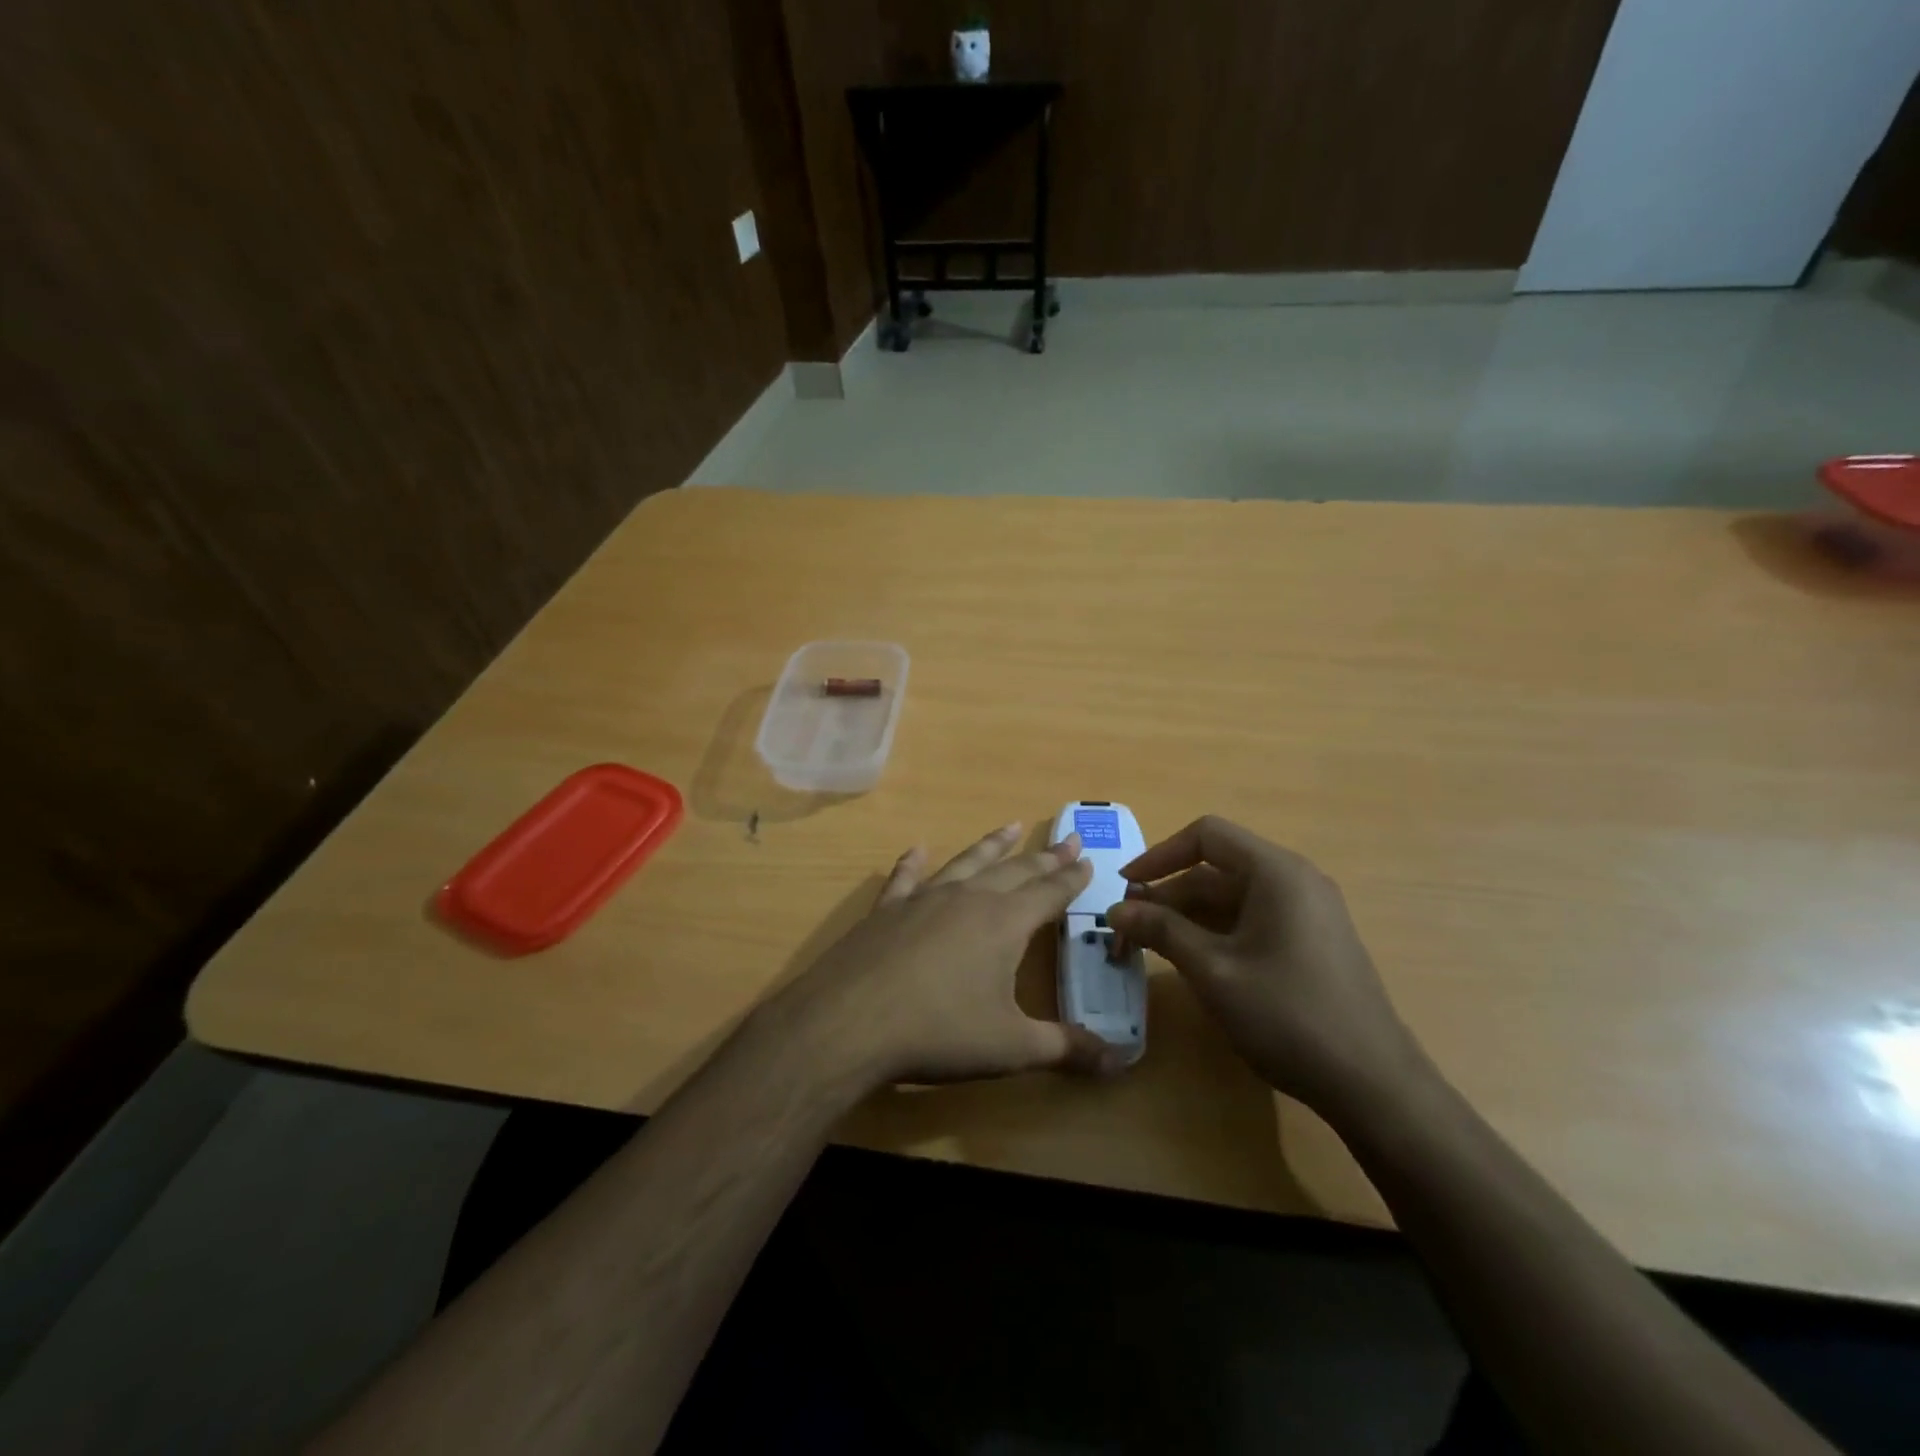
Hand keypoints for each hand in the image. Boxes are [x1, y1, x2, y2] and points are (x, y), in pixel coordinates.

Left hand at [763, 824, 1123, 1089]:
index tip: (1088, 859)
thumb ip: (1066, 1048)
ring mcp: (923, 899)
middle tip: (1067, 838)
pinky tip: (918, 849)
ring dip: (991, 845)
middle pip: (1014, 870)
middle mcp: (968, 899)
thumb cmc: (940, 1032)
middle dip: (1044, 857)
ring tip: (1010, 827)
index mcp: (1004, 923)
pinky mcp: (886, 910)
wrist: (850, 1022)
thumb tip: (1120, 1060)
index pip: (1049, 893)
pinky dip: (914, 862)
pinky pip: (906, 878)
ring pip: (967, 863)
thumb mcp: (1012, 1048)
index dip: (1071, 878)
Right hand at [1105, 816, 1424, 1113]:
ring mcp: (1307, 912)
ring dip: (1187, 917)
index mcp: (1276, 872)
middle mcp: (1294, 881)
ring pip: (1231, 897)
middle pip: (1216, 869)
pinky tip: (1192, 962)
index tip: (1125, 885)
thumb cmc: (1287, 1015)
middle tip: (1127, 929)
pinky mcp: (1310, 942)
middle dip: (1168, 895)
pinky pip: (1252, 920)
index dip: (1159, 855)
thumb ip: (1162, 931)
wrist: (1373, 1084)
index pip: (1206, 836)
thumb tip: (1115, 909)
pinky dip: (1215, 932)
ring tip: (1150, 947)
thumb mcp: (1213, 971)